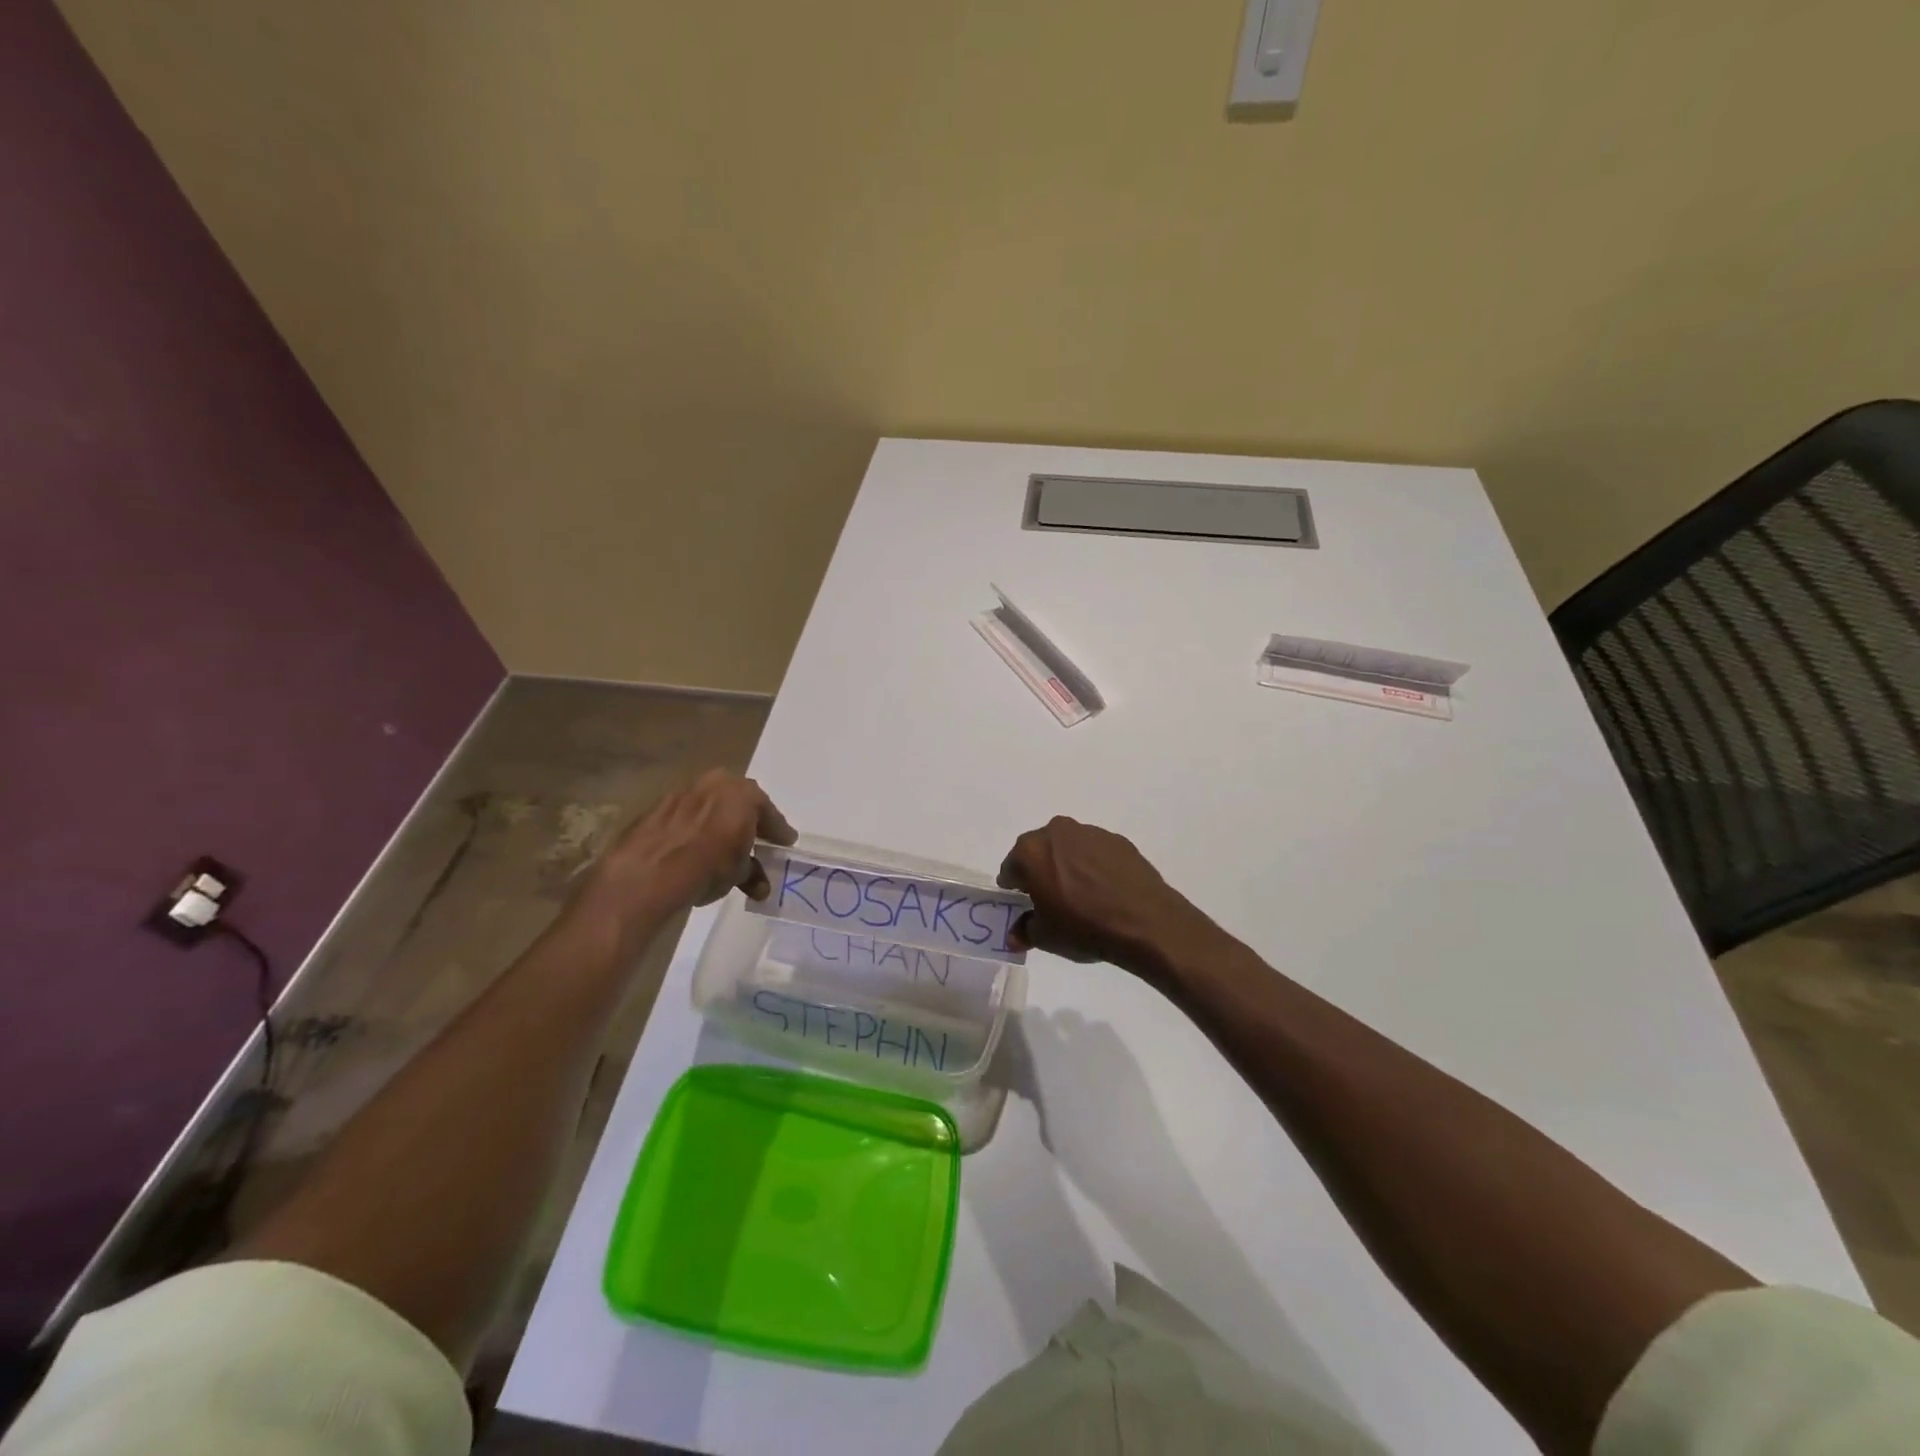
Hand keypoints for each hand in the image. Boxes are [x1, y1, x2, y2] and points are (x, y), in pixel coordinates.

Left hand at [587, 769, 795, 922]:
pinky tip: (692, 846)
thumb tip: (760, 885)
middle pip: (739, 802)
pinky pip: (686, 815)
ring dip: (718, 821)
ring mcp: (685, 791)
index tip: (785, 842)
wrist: (649, 872)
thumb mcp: (739, 873)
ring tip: (720, 845)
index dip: (778, 831)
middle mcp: (717, 783)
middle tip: (754, 839)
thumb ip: (753, 872)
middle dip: (747, 820)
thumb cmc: (708, 866)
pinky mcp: (658, 805)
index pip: (770, 814)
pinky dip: (692, 827)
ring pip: (711, 804)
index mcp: (745, 794)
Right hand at [996, 817, 1215, 975]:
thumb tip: (1015, 936)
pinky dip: (1093, 865)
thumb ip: (1024, 930)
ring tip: (1080, 894)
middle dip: (1040, 870)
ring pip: (1068, 847)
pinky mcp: (1118, 840)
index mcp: (1031, 850)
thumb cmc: (1083, 926)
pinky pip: (1095, 852)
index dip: (1014, 886)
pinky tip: (1104, 890)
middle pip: (1039, 850)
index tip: (1023, 901)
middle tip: (1050, 896)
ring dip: (1067, 864)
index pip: (1011, 867)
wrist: (1143, 921)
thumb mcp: (1046, 936)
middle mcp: (1057, 832)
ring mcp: (1090, 832)